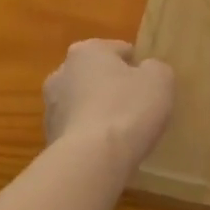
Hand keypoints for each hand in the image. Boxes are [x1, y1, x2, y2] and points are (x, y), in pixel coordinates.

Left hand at [43, 40, 173, 169]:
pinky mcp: (49, 138)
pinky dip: (92, 136)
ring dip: (101, 112)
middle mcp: (61, 73)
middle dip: (114, 88)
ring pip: (85, 104)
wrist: (93, 160)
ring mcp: (50, 108)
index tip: (151, 86)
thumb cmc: (128, 108)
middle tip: (139, 107)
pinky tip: (109, 149)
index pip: (120, 50)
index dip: (139, 67)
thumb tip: (146, 71)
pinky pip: (79, 130)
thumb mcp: (160, 79)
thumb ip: (155, 68)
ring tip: (124, 132)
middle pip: (97, 76)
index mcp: (87, 51)